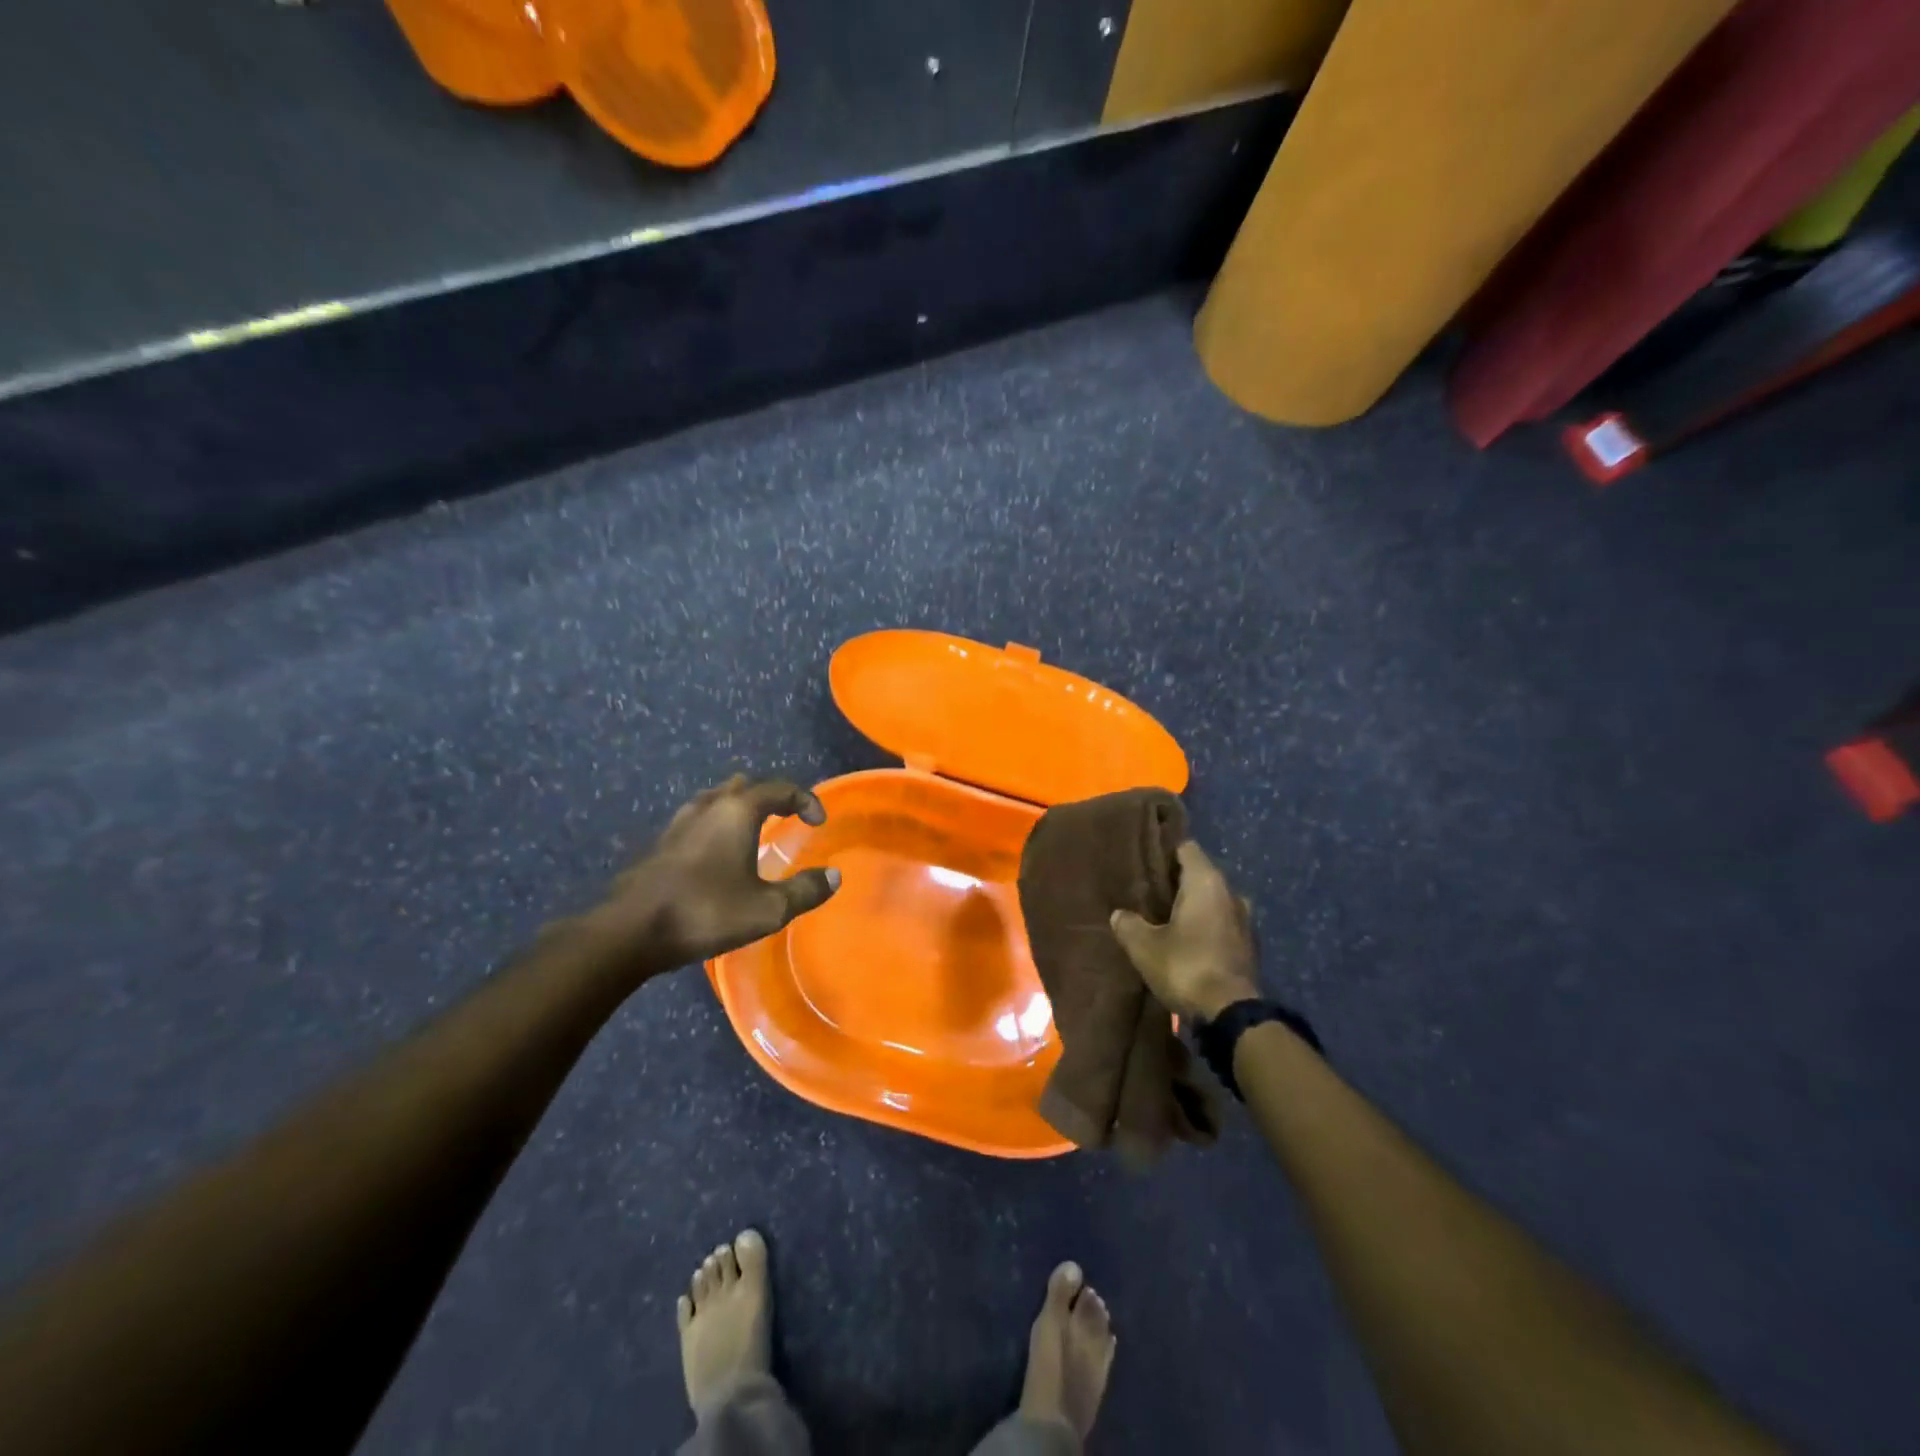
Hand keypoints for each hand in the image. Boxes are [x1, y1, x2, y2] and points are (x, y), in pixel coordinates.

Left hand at [589, 775, 840, 968]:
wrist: (630, 932)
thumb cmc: (706, 912)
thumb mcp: (767, 909)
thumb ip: (805, 891)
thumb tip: (834, 876)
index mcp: (738, 811)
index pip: (781, 789)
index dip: (806, 800)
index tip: (818, 822)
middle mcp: (708, 806)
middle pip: (744, 787)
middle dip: (769, 798)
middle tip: (784, 817)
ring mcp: (678, 823)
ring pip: (715, 800)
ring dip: (737, 808)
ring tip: (750, 830)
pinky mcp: (659, 845)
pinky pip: (696, 820)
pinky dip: (714, 826)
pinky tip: (715, 853)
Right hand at [1110, 842, 1258, 1021]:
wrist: (1231, 1015)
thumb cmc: (1186, 966)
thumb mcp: (1144, 946)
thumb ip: (1128, 924)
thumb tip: (1119, 915)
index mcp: (1206, 881)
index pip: (1186, 848)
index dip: (1164, 851)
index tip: (1144, 860)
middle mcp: (1230, 893)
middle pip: (1200, 875)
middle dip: (1176, 882)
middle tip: (1147, 891)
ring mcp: (1244, 920)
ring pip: (1212, 901)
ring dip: (1192, 907)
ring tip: (1164, 917)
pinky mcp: (1248, 947)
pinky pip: (1221, 924)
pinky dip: (1205, 927)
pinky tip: (1185, 941)